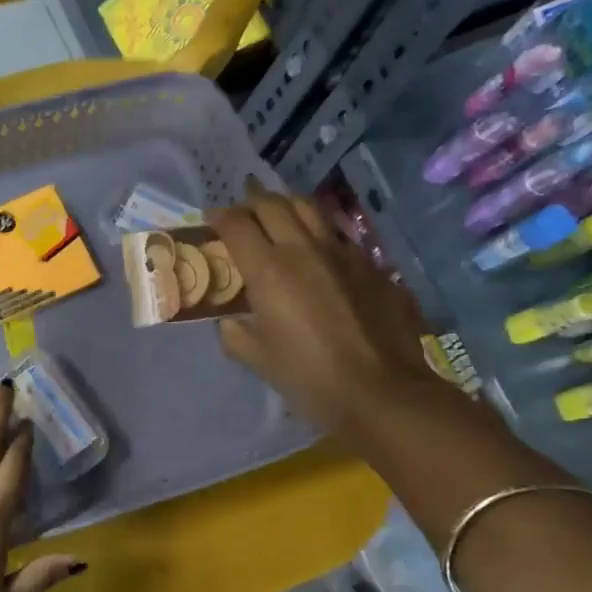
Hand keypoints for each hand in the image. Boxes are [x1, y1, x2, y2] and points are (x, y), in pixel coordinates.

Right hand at [210, 180, 454, 453]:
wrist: (381, 391)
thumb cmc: (309, 378)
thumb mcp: (257, 359)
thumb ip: (235, 332)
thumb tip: (231, 319)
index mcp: (269, 271)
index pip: (236, 225)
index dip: (219, 217)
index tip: (210, 220)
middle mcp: (304, 249)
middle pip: (272, 205)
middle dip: (251, 201)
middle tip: (241, 209)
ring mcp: (342, 252)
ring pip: (309, 208)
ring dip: (285, 204)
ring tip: (276, 211)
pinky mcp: (370, 264)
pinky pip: (336, 233)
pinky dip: (316, 230)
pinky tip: (315, 248)